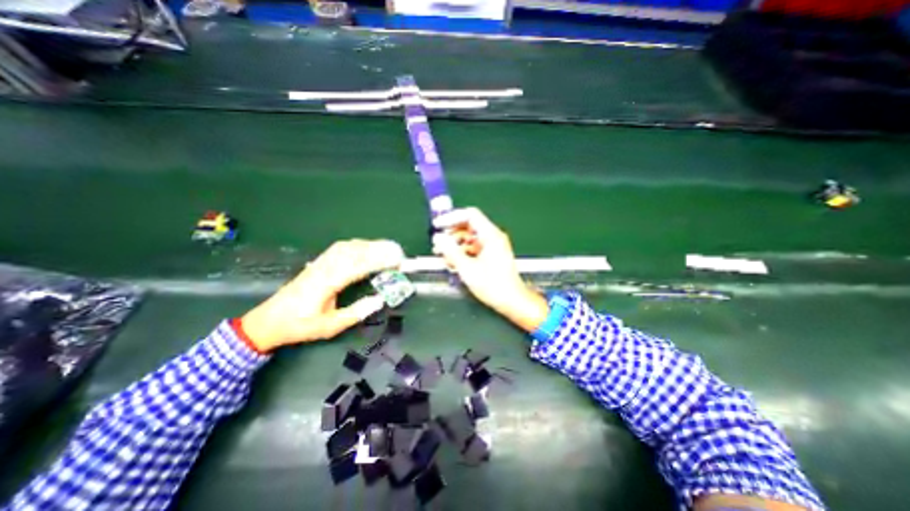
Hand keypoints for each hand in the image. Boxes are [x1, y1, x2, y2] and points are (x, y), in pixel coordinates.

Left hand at [239, 239, 401, 350]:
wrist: (269, 321)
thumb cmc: (300, 326)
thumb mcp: (330, 327)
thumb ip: (356, 313)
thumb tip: (380, 300)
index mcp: (326, 284)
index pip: (357, 266)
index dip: (378, 262)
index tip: (396, 261)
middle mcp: (324, 268)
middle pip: (354, 251)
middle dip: (379, 249)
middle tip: (398, 253)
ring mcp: (320, 263)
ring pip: (348, 246)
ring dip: (370, 245)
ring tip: (388, 249)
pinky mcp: (318, 262)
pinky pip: (341, 247)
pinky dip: (358, 245)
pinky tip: (367, 247)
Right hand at [431, 208, 550, 333]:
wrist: (511, 301)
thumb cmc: (493, 285)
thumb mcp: (467, 268)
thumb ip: (451, 251)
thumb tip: (438, 238)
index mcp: (491, 235)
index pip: (470, 215)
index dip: (451, 218)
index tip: (438, 225)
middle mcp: (493, 237)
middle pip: (468, 226)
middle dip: (451, 234)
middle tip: (438, 243)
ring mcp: (493, 246)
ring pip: (469, 238)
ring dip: (455, 245)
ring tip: (442, 255)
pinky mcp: (491, 255)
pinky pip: (474, 248)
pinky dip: (462, 252)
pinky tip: (453, 262)